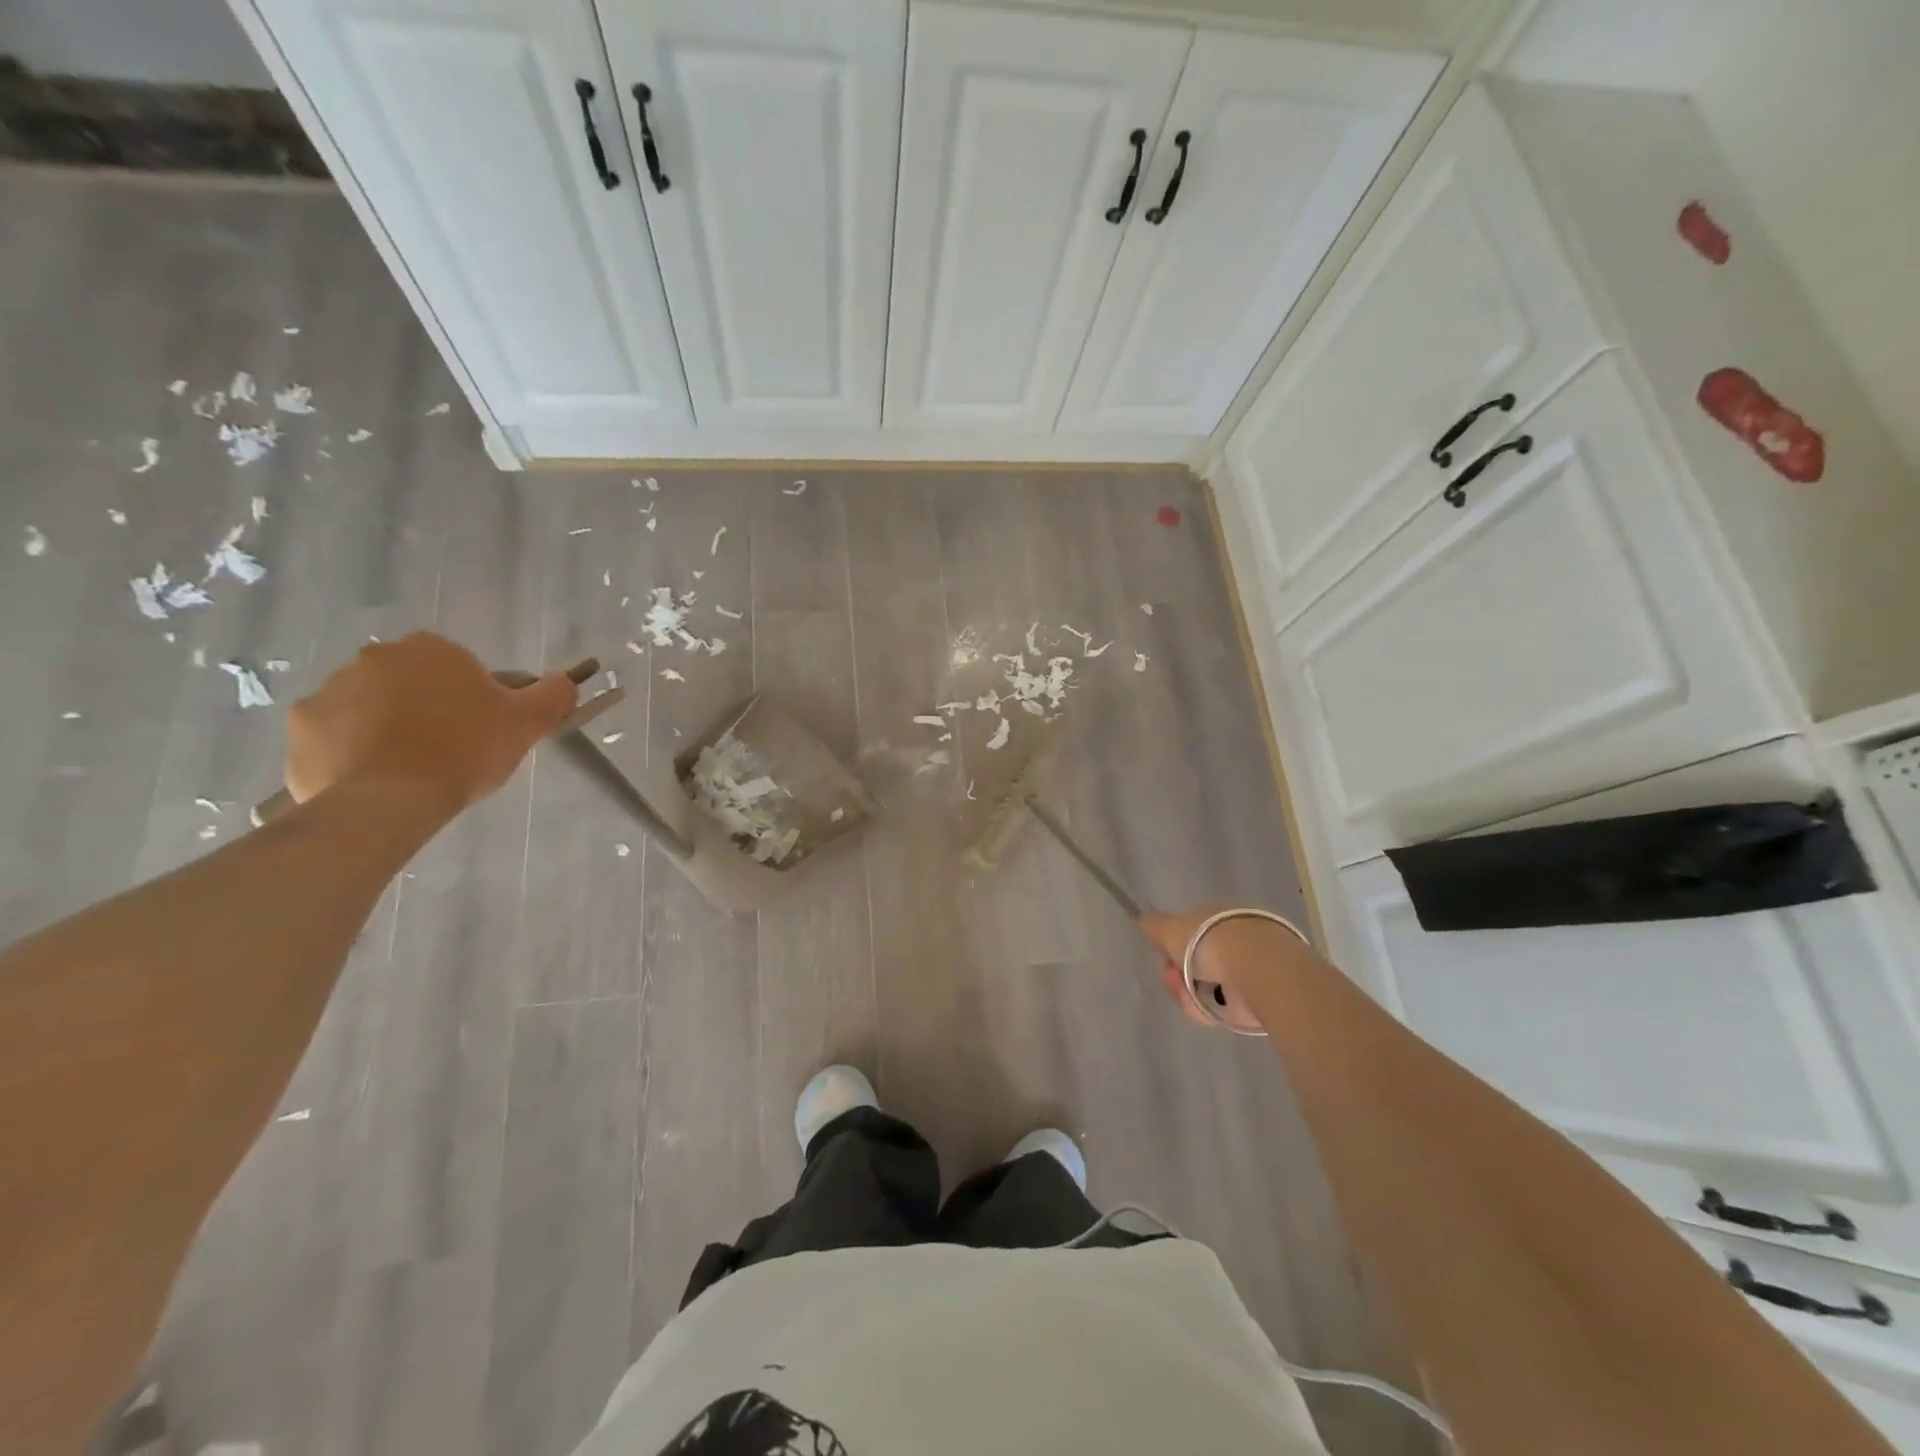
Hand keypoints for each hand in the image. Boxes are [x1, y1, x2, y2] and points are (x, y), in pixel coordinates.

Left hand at [284, 633, 575, 812]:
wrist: (390, 800)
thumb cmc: (465, 751)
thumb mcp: (527, 722)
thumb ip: (553, 694)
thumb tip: (568, 681)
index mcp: (431, 649)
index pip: (458, 667)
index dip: (473, 698)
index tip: (481, 730)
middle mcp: (374, 657)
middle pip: (411, 682)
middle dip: (426, 709)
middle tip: (449, 750)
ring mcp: (329, 690)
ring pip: (370, 708)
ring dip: (387, 729)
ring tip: (411, 770)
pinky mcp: (301, 727)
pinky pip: (334, 736)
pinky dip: (351, 752)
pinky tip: (375, 780)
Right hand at [1139, 905, 1311, 1032]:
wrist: (1256, 968)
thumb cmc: (1208, 941)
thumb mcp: (1171, 929)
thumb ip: (1155, 927)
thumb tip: (1144, 922)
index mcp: (1217, 916)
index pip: (1188, 936)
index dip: (1171, 951)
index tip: (1166, 962)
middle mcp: (1235, 938)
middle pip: (1196, 965)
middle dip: (1179, 978)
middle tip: (1176, 983)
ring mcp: (1249, 968)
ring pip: (1208, 988)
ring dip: (1191, 996)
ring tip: (1194, 1000)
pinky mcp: (1260, 996)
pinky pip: (1225, 1006)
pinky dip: (1212, 1010)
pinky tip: (1210, 1010)